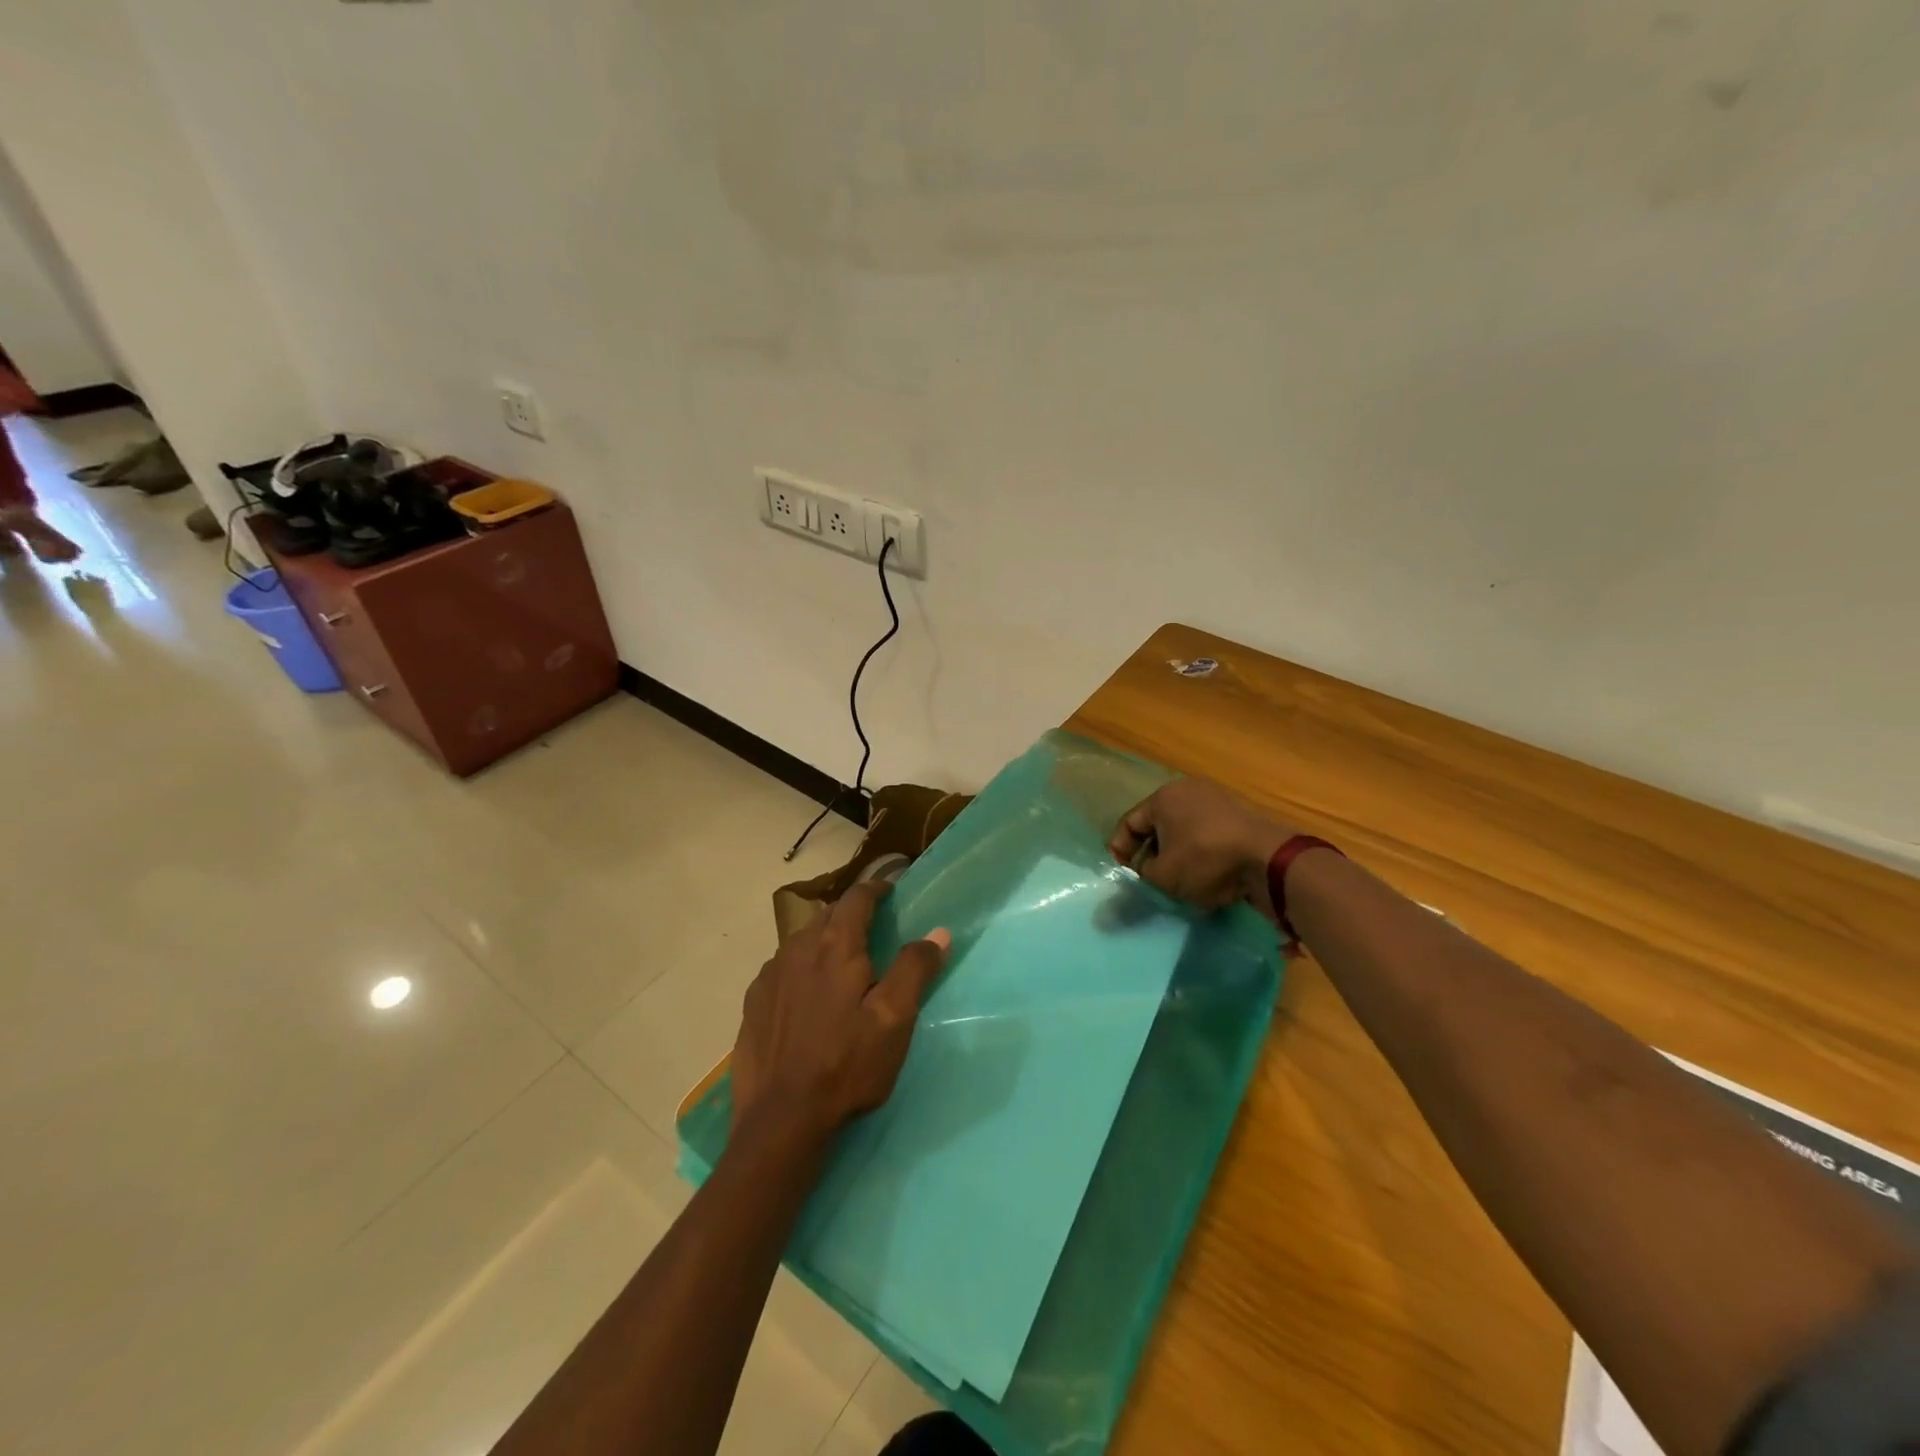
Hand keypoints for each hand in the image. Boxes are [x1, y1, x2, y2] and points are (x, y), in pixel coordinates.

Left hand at [730, 879, 951, 1149]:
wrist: (780, 1119)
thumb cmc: (846, 1065)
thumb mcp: (893, 1019)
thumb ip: (914, 969)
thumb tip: (938, 932)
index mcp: (834, 946)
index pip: (856, 898)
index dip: (876, 889)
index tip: (890, 889)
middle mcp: (797, 948)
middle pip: (827, 915)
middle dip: (850, 914)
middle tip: (872, 928)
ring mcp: (770, 975)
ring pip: (802, 941)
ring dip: (824, 940)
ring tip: (841, 962)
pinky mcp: (753, 1002)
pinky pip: (782, 968)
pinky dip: (801, 967)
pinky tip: (807, 995)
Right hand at [1109, 777, 1297, 918]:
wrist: (1267, 860)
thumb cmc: (1204, 860)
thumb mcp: (1162, 877)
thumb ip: (1141, 877)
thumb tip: (1135, 881)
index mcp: (1163, 797)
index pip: (1129, 823)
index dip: (1120, 850)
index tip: (1123, 875)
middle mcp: (1188, 792)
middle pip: (1157, 825)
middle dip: (1150, 854)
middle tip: (1147, 880)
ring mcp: (1217, 802)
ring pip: (1184, 832)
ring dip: (1176, 856)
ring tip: (1175, 882)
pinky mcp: (1239, 818)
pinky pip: (1207, 837)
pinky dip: (1200, 855)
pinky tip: (1203, 878)